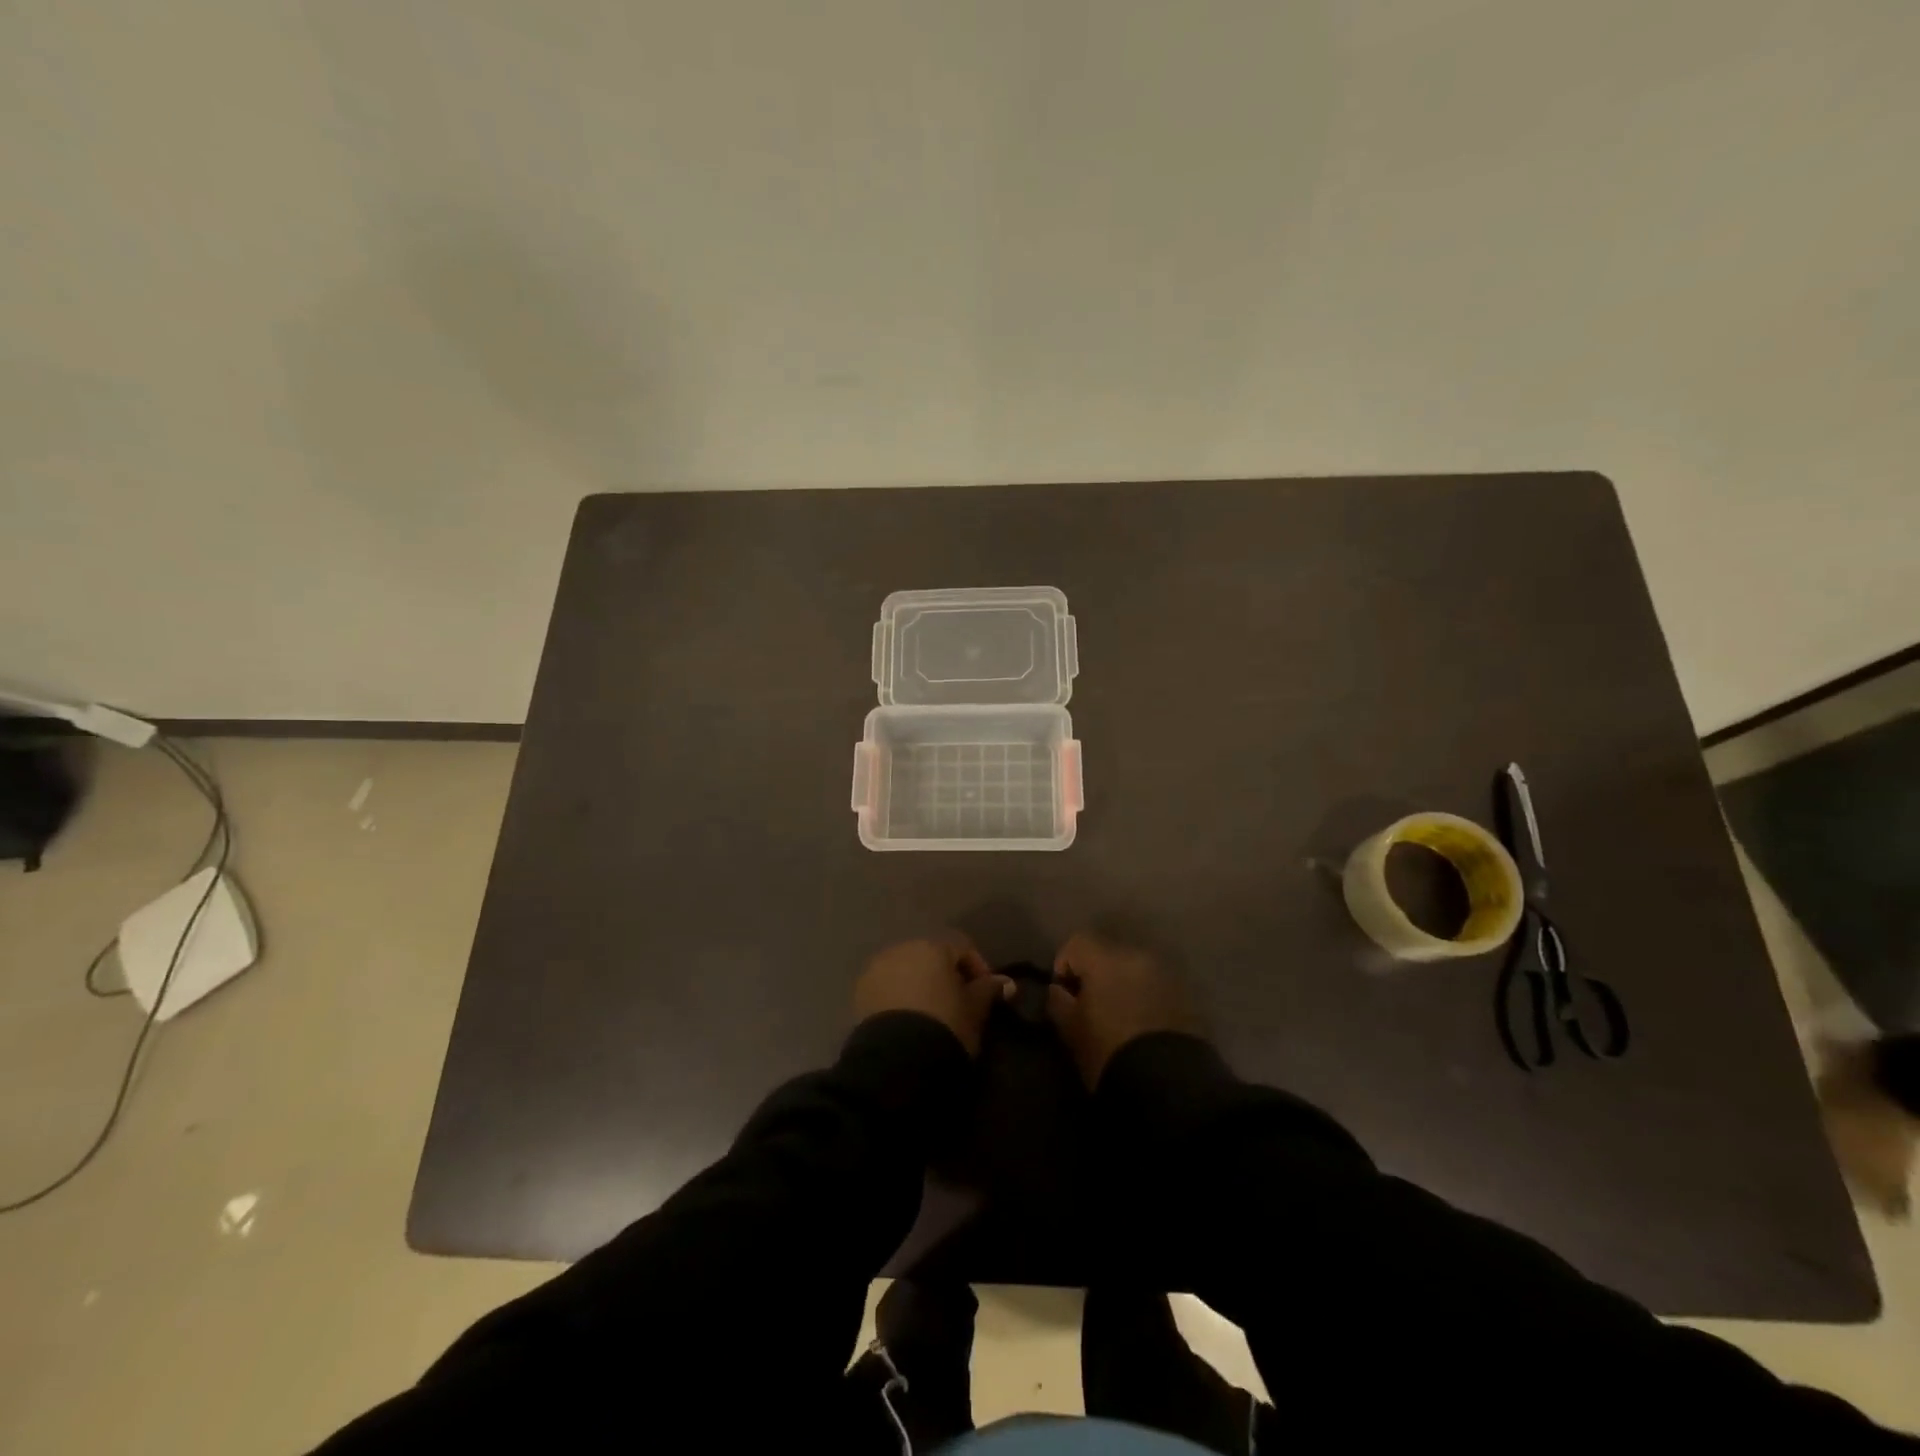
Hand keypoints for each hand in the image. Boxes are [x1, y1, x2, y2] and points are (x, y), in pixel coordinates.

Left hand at [854, 934, 1012, 1055]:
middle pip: (931, 956)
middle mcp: (902, 948)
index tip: (986, 995)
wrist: (898, 1060)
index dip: (978, 970)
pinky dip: (899, 997)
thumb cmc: (945, 1025)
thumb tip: (1006, 983)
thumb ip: (989, 990)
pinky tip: (908, 1020)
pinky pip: (887, 987)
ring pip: (907, 970)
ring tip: (931, 1015)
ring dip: (920, 985)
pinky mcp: (861, 992)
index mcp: (933, 946)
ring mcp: (877, 968)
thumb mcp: (975, 1010)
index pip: (963, 948)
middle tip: (959, 1005)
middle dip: (946, 976)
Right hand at [1047, 931, 1196, 1087]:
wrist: (1167, 1084)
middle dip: (1097, 973)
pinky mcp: (1187, 995)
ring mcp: (1167, 974)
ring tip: (1120, 1016)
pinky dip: (1146, 996)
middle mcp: (1139, 956)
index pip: (1078, 942)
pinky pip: (1157, 986)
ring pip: (1135, 969)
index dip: (1065, 964)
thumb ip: (1058, 1002)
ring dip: (1124, 984)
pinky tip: (1143, 1025)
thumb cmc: (1109, 1053)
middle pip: (1109, 952)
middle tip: (1092, 1005)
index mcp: (1107, 959)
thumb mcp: (1071, 1031)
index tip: (1064, 992)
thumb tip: (1058, 990)